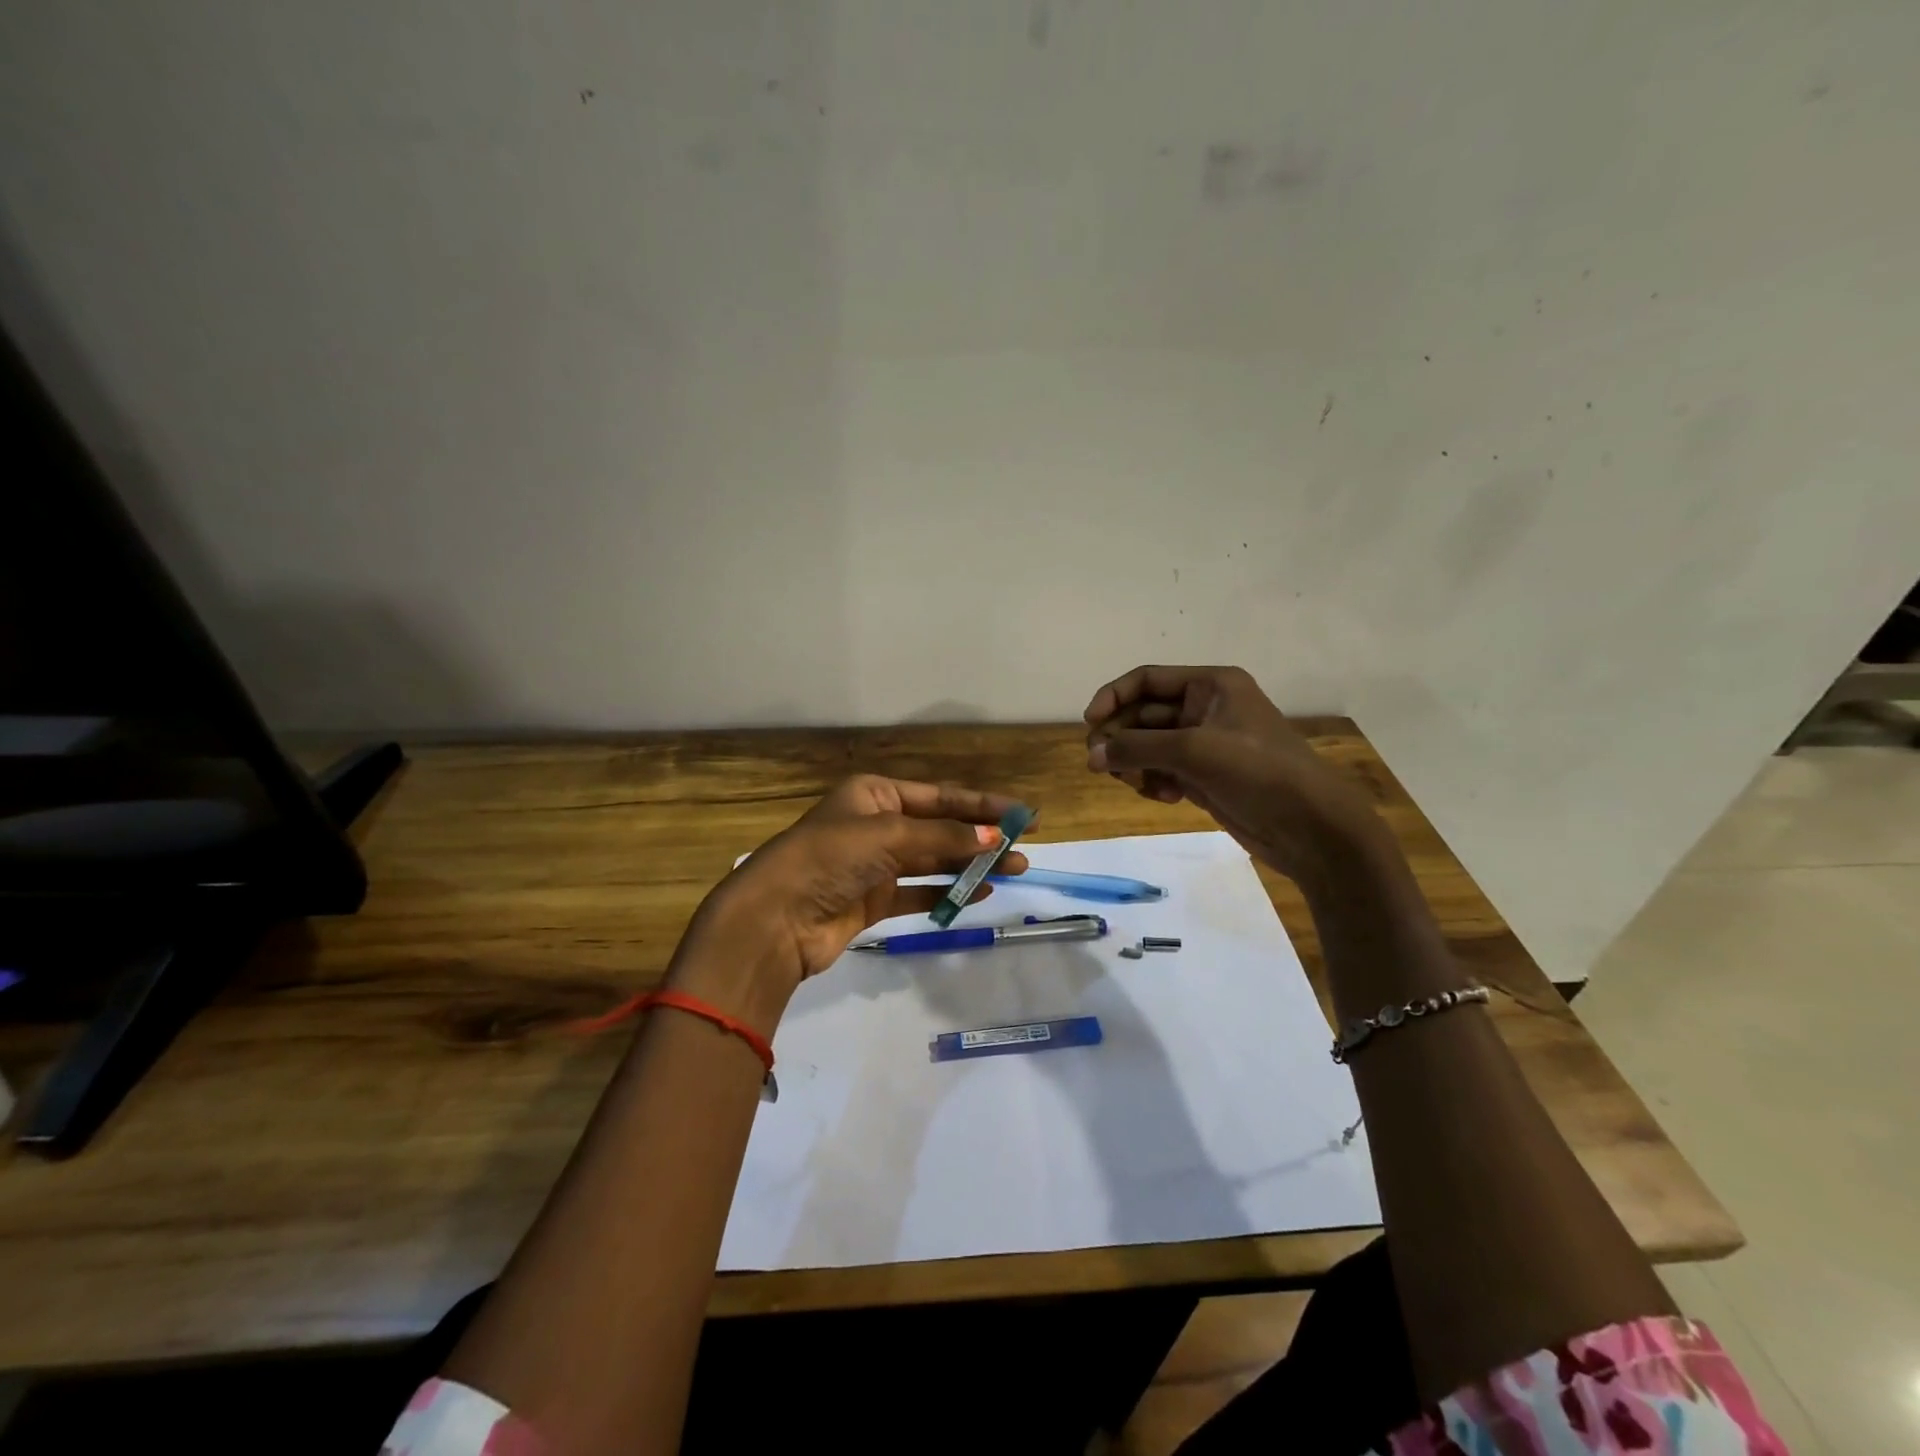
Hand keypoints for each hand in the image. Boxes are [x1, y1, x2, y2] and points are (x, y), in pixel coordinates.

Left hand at [669, 775, 1027, 1033]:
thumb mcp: (889, 836)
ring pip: (933, 860)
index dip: (983, 803)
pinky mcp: (872, 901)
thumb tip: (994, 839)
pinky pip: (919, 891)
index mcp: (874, 794)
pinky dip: (947, 892)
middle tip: (1024, 847)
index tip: (1023, 813)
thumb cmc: (829, 859)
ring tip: (1013, 870)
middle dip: (981, 836)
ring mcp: (874, 864)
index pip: (940, 795)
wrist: (774, 919)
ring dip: (971, 865)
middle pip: (940, 827)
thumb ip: (944, 838)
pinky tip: (979, 893)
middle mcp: (876, 824)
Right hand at [1083, 665, 1381, 886]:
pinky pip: (1163, 771)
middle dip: (1121, 737)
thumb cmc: (1258, 772)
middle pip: (1144, 714)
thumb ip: (1137, 748)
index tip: (1089, 724)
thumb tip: (1092, 756)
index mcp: (1211, 685)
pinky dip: (1154, 782)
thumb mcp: (1194, 751)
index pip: (1147, 680)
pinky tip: (1163, 797)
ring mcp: (1205, 745)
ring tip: (1132, 783)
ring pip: (1150, 746)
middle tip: (1099, 764)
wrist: (1312, 827)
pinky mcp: (1205, 777)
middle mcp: (1206, 709)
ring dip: (1134, 763)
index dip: (1113, 697)